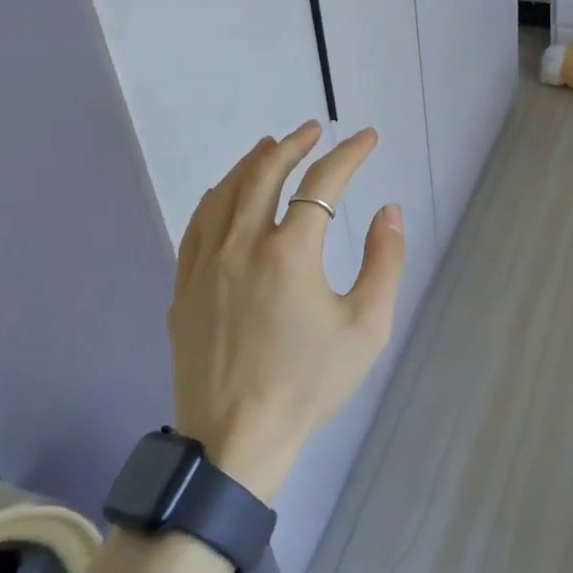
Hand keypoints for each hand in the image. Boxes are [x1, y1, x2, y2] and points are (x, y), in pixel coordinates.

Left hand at [169, 122, 404, 502]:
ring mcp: (206, 265)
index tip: (367, 137)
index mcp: (289, 253)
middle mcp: (242, 245)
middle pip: (264, 173)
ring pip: (225, 192)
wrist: (235, 442)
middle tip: (313, 130)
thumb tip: (388, 211)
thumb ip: (383, 262)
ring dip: (251, 163)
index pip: (323, 184)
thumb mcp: (366, 327)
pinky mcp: (184, 287)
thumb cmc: (308, 385)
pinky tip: (225, 194)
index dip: (349, 154)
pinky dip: (217, 197)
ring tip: (272, 146)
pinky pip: (198, 225)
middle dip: (293, 144)